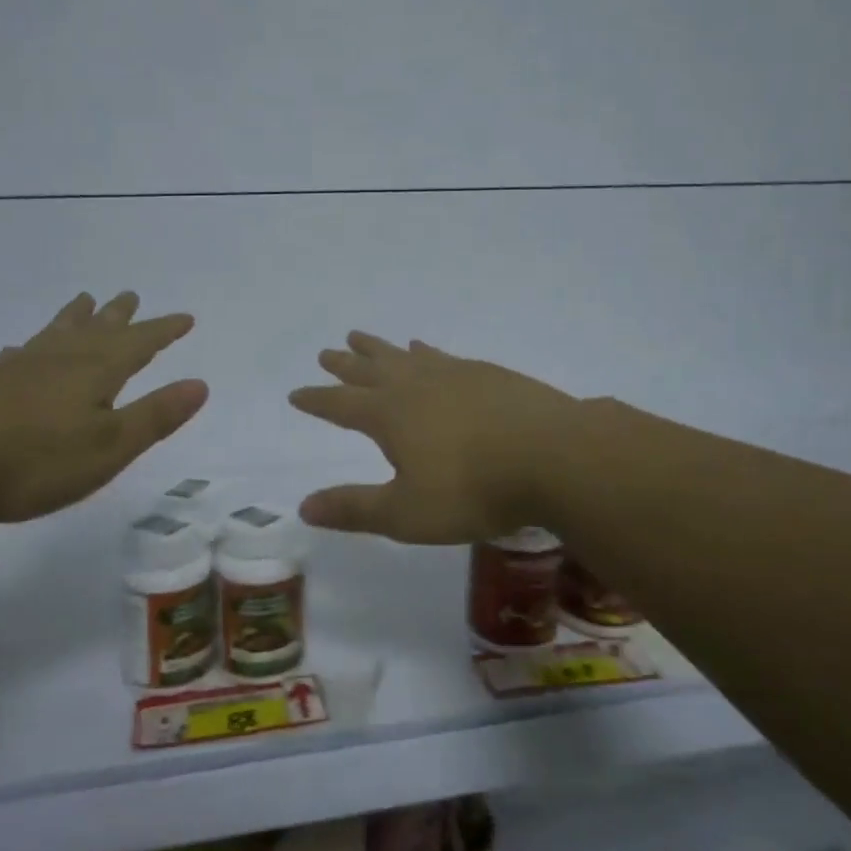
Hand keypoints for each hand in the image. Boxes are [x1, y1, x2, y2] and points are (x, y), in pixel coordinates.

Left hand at [0, 290, 206, 523]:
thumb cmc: (34, 460)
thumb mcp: (109, 446)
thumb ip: (155, 415)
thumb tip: (200, 383)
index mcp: (96, 371)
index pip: (140, 343)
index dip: (164, 330)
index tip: (185, 317)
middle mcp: (60, 360)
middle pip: (97, 330)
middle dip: (119, 316)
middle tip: (130, 294)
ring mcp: (19, 369)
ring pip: (56, 333)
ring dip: (75, 318)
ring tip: (83, 300)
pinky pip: (17, 354)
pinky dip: (28, 346)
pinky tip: (17, 349)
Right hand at [288, 332, 577, 542]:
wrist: (553, 455)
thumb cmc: (473, 490)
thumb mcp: (406, 513)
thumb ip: (355, 508)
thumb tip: (303, 507)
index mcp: (389, 415)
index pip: (340, 405)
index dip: (316, 400)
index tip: (297, 393)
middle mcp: (415, 385)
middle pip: (370, 370)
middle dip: (345, 365)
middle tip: (328, 352)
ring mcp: (453, 374)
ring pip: (404, 355)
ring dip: (380, 348)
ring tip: (363, 338)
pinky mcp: (487, 373)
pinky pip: (441, 355)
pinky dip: (425, 350)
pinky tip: (428, 349)